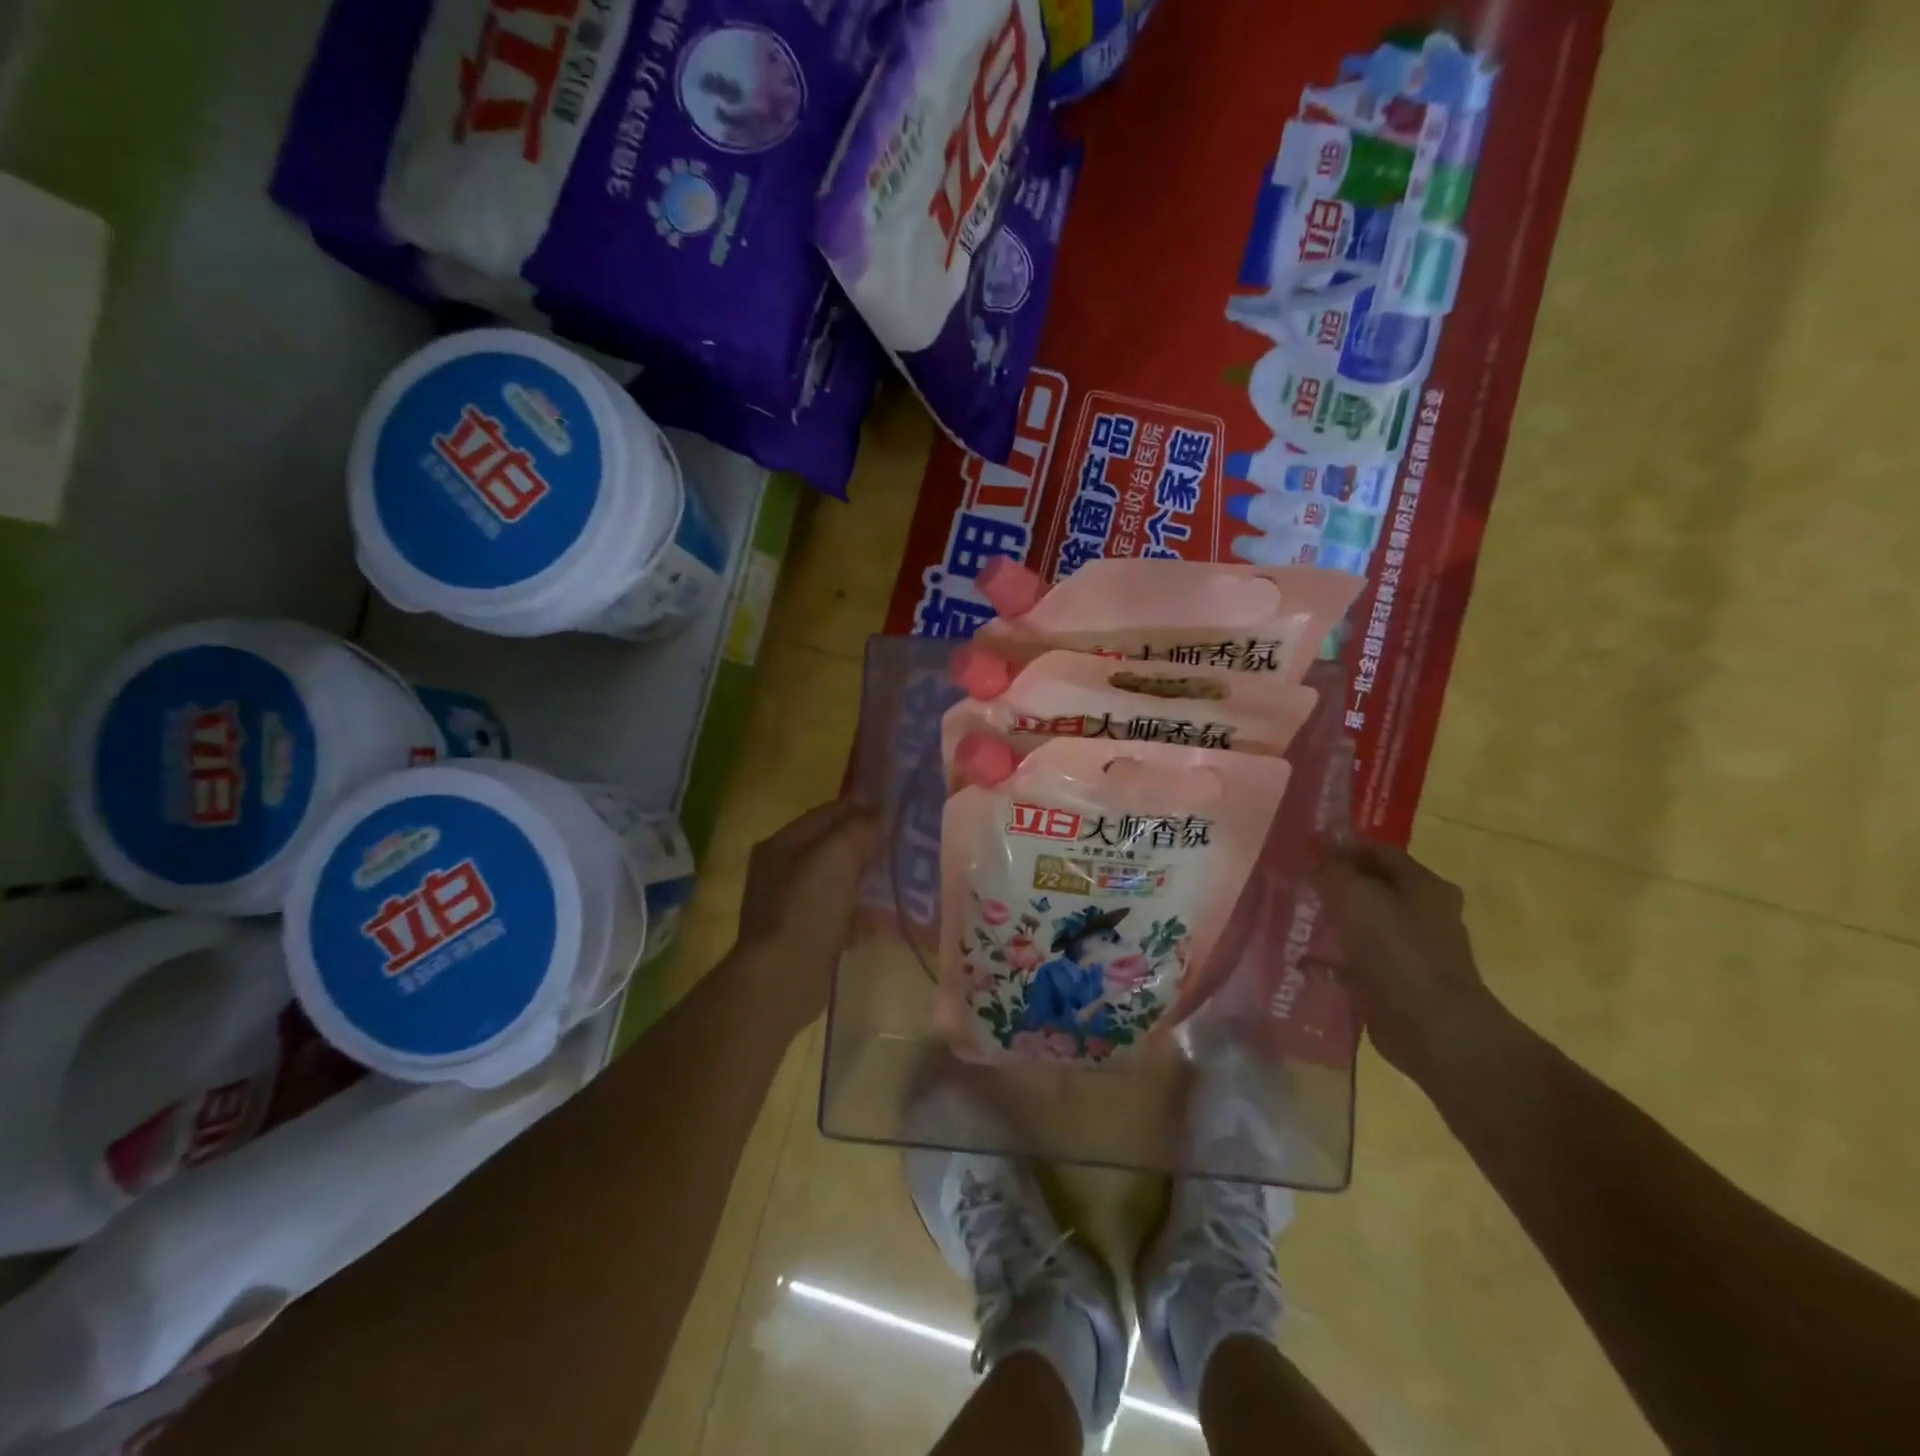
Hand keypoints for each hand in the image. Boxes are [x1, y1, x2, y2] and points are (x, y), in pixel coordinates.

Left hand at [730, 798, 879, 1036]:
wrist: (782, 977)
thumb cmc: (807, 907)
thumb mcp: (837, 855)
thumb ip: (859, 828)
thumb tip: (878, 815)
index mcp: (782, 843)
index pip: (827, 812)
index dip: (862, 808)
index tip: (898, 812)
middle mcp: (781, 870)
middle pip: (832, 847)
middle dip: (867, 846)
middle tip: (905, 847)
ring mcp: (790, 905)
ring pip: (838, 882)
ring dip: (867, 881)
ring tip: (901, 883)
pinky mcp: (803, 935)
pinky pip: (838, 914)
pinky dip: (859, 914)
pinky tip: (882, 920)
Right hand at [1316, 840, 1502, 1082]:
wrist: (1433, 1028)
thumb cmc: (1397, 950)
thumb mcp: (1355, 897)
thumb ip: (1331, 871)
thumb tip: (1314, 855)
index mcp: (1425, 887)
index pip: (1381, 853)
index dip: (1344, 847)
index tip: (1307, 851)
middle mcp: (1425, 915)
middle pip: (1375, 889)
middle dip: (1338, 885)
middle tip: (1300, 884)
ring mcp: (1414, 953)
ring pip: (1367, 926)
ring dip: (1336, 922)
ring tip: (1299, 920)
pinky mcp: (1399, 985)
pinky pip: (1360, 964)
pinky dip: (1335, 961)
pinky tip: (1306, 963)